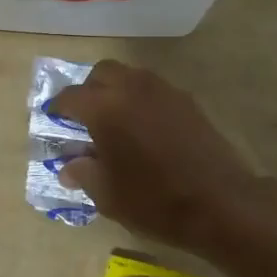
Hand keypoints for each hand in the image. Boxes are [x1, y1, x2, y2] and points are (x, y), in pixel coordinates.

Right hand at [48, 61, 260, 251]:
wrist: (221, 203)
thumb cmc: (154, 201)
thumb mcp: (107, 195)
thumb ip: (84, 173)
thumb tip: (69, 167)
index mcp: (104, 108)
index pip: (70, 97)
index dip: (58, 108)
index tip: (54, 120)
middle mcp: (132, 89)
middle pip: (102, 73)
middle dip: (89, 90)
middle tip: (85, 117)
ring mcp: (164, 91)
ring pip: (131, 76)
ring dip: (117, 92)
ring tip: (116, 123)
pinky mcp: (188, 102)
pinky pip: (154, 90)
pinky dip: (141, 101)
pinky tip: (145, 130)